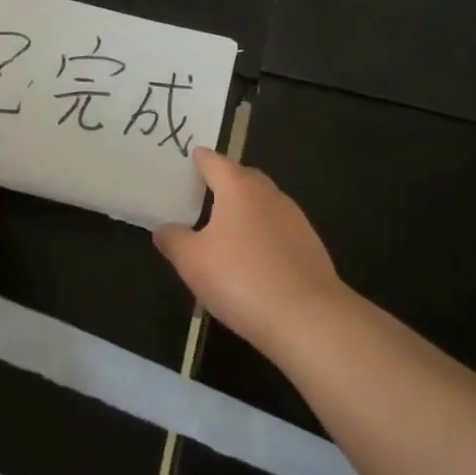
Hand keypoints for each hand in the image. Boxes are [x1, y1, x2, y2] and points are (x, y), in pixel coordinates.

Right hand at [154, 148, 347, 351]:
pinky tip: (255, 258)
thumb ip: (173, 239)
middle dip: (227, 180)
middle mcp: (270, 195)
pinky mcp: (311, 247)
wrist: (307, 317)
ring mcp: (296, 220)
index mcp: (239, 189)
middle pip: (245, 178)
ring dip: (248, 209)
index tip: (193, 157)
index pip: (216, 162)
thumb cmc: (240, 278)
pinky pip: (280, 230)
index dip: (201, 159)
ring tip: (228, 227)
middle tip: (207, 191)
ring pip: (266, 204)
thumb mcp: (191, 261)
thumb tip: (164, 228)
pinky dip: (265, 235)